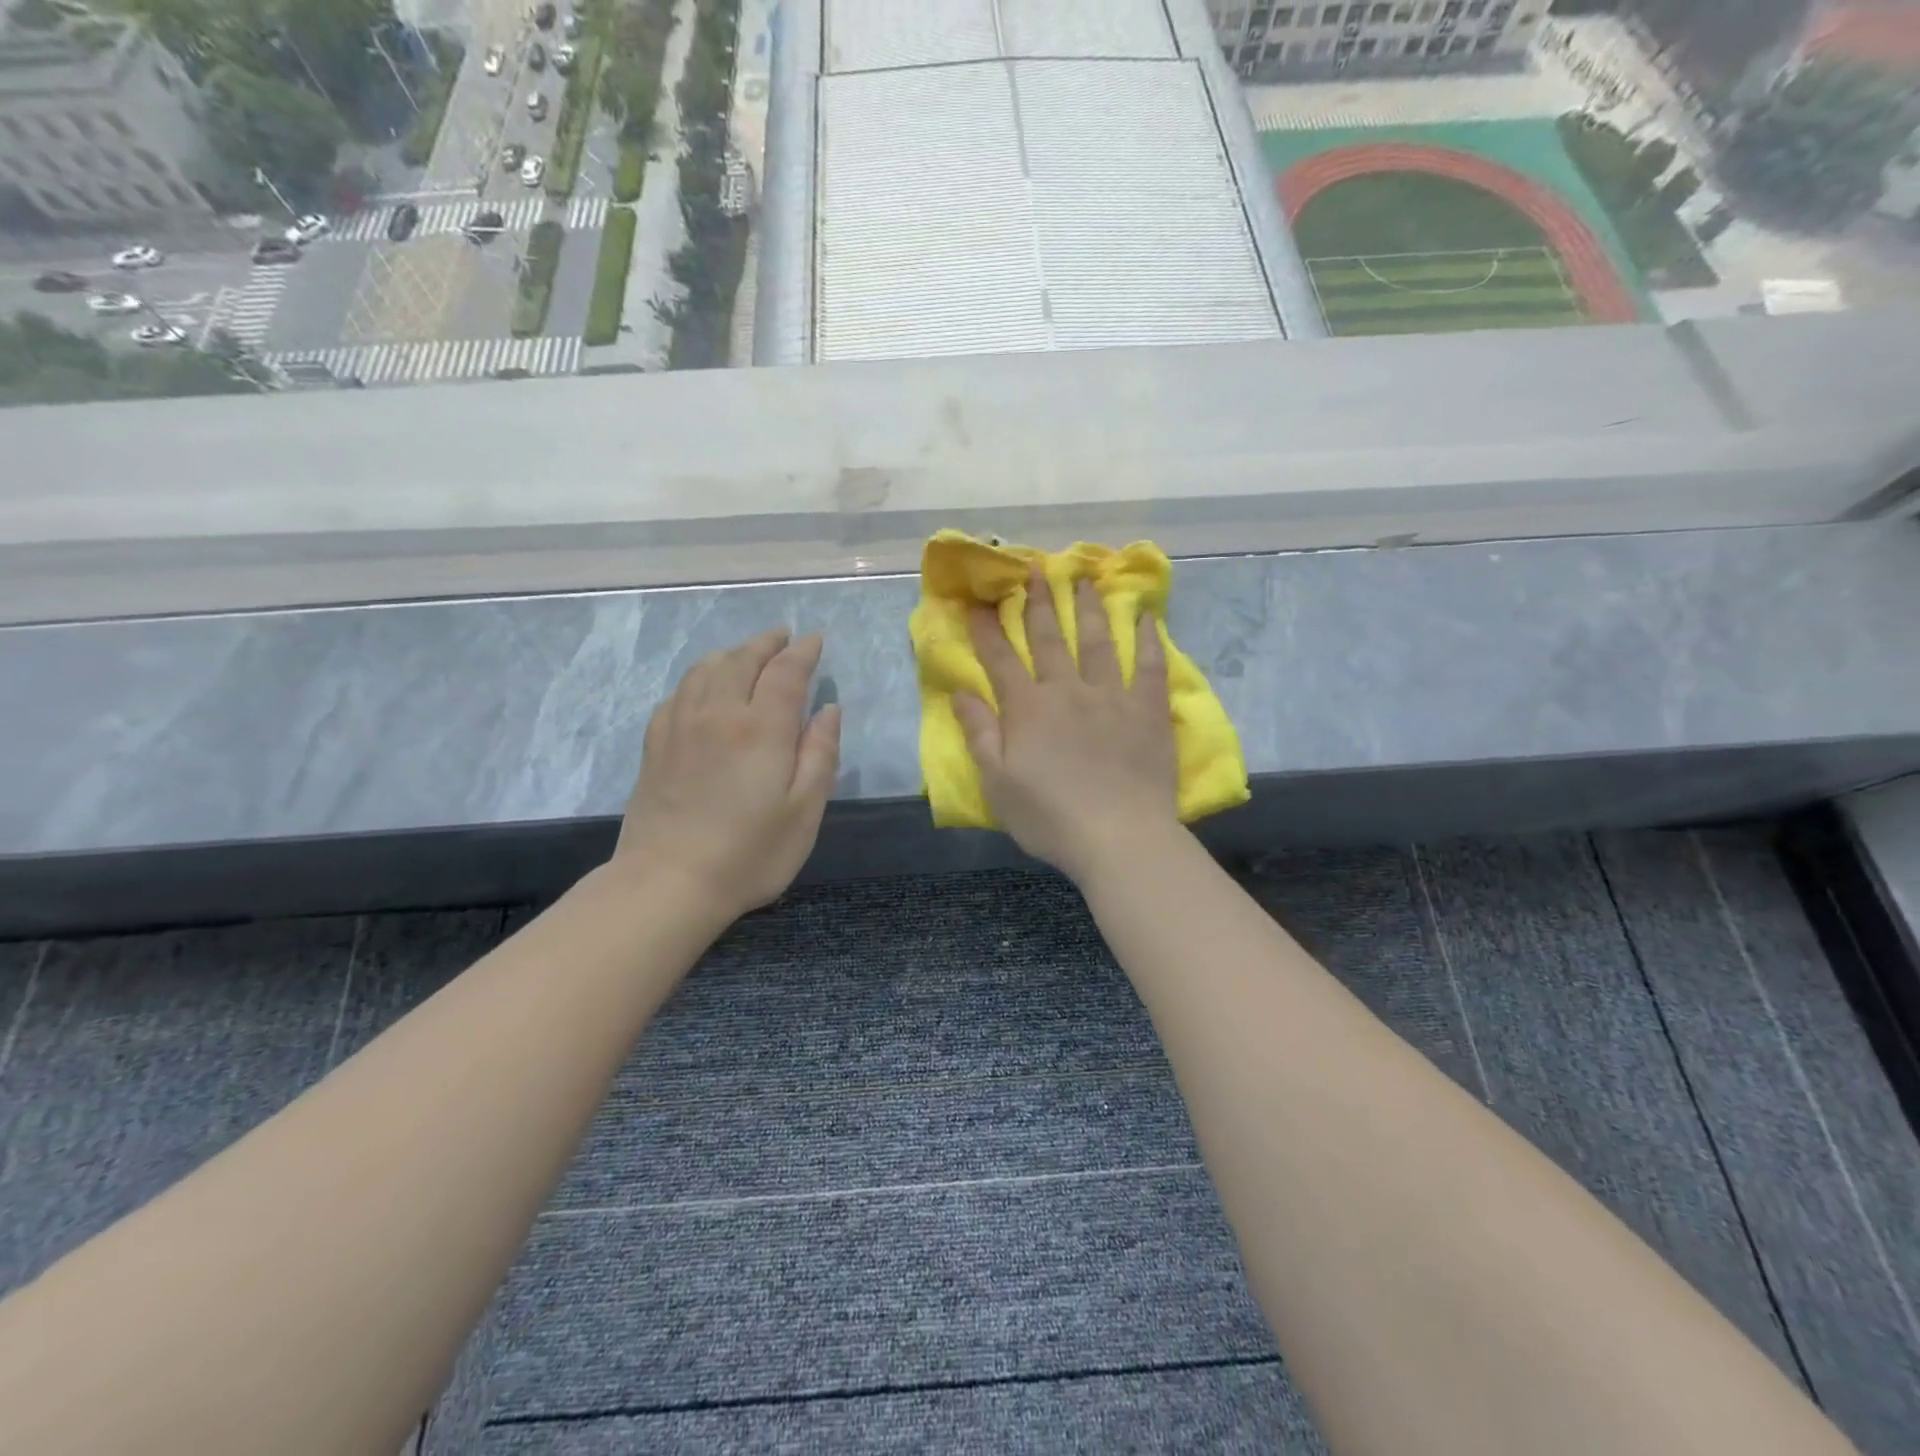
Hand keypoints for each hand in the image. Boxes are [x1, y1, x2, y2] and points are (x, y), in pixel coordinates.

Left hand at [613, 628, 840, 919]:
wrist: (668, 882)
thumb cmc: (749, 853)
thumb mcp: (805, 811)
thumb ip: (820, 754)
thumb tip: (829, 709)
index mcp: (761, 727)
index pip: (786, 672)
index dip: (803, 652)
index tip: (815, 640)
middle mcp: (719, 713)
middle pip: (743, 660)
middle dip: (767, 643)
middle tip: (783, 636)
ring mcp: (680, 725)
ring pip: (706, 669)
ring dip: (732, 653)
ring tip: (747, 654)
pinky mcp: (655, 744)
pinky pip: (678, 692)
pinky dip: (699, 678)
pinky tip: (703, 688)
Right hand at [954, 568, 1178, 882]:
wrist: (1118, 836)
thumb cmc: (1050, 816)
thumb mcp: (997, 783)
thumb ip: (979, 733)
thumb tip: (961, 692)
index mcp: (1028, 709)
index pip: (1000, 660)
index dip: (987, 630)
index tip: (978, 601)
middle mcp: (1067, 691)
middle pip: (1048, 639)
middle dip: (1037, 603)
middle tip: (1033, 570)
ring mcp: (1110, 696)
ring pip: (1096, 641)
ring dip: (1087, 608)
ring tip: (1083, 577)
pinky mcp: (1146, 709)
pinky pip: (1148, 666)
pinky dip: (1146, 639)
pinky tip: (1145, 616)